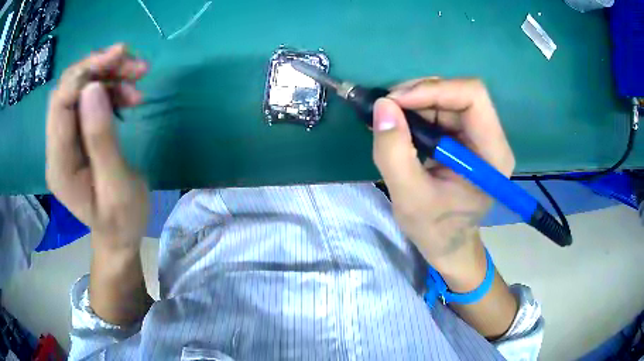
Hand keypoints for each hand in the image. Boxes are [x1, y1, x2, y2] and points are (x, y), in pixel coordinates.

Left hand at [46, 44, 148, 252]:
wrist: (120, 236)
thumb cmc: (122, 220)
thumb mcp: (117, 185)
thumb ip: (101, 140)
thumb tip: (92, 89)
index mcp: (60, 165)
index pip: (60, 104)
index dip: (84, 74)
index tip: (118, 58)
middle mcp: (56, 148)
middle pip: (67, 91)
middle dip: (98, 68)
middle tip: (133, 63)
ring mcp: (65, 141)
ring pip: (79, 90)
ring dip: (107, 76)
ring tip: (138, 77)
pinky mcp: (77, 137)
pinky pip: (88, 100)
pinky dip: (109, 88)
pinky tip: (128, 94)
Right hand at [372, 78, 514, 273]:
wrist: (448, 244)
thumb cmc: (435, 229)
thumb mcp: (408, 197)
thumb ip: (394, 152)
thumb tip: (383, 106)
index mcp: (492, 155)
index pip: (473, 97)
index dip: (434, 90)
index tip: (395, 102)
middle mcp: (492, 139)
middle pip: (459, 94)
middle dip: (419, 94)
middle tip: (386, 108)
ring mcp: (480, 136)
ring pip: (448, 98)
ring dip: (415, 101)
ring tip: (389, 118)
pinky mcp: (467, 137)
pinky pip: (442, 109)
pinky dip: (417, 110)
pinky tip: (399, 124)